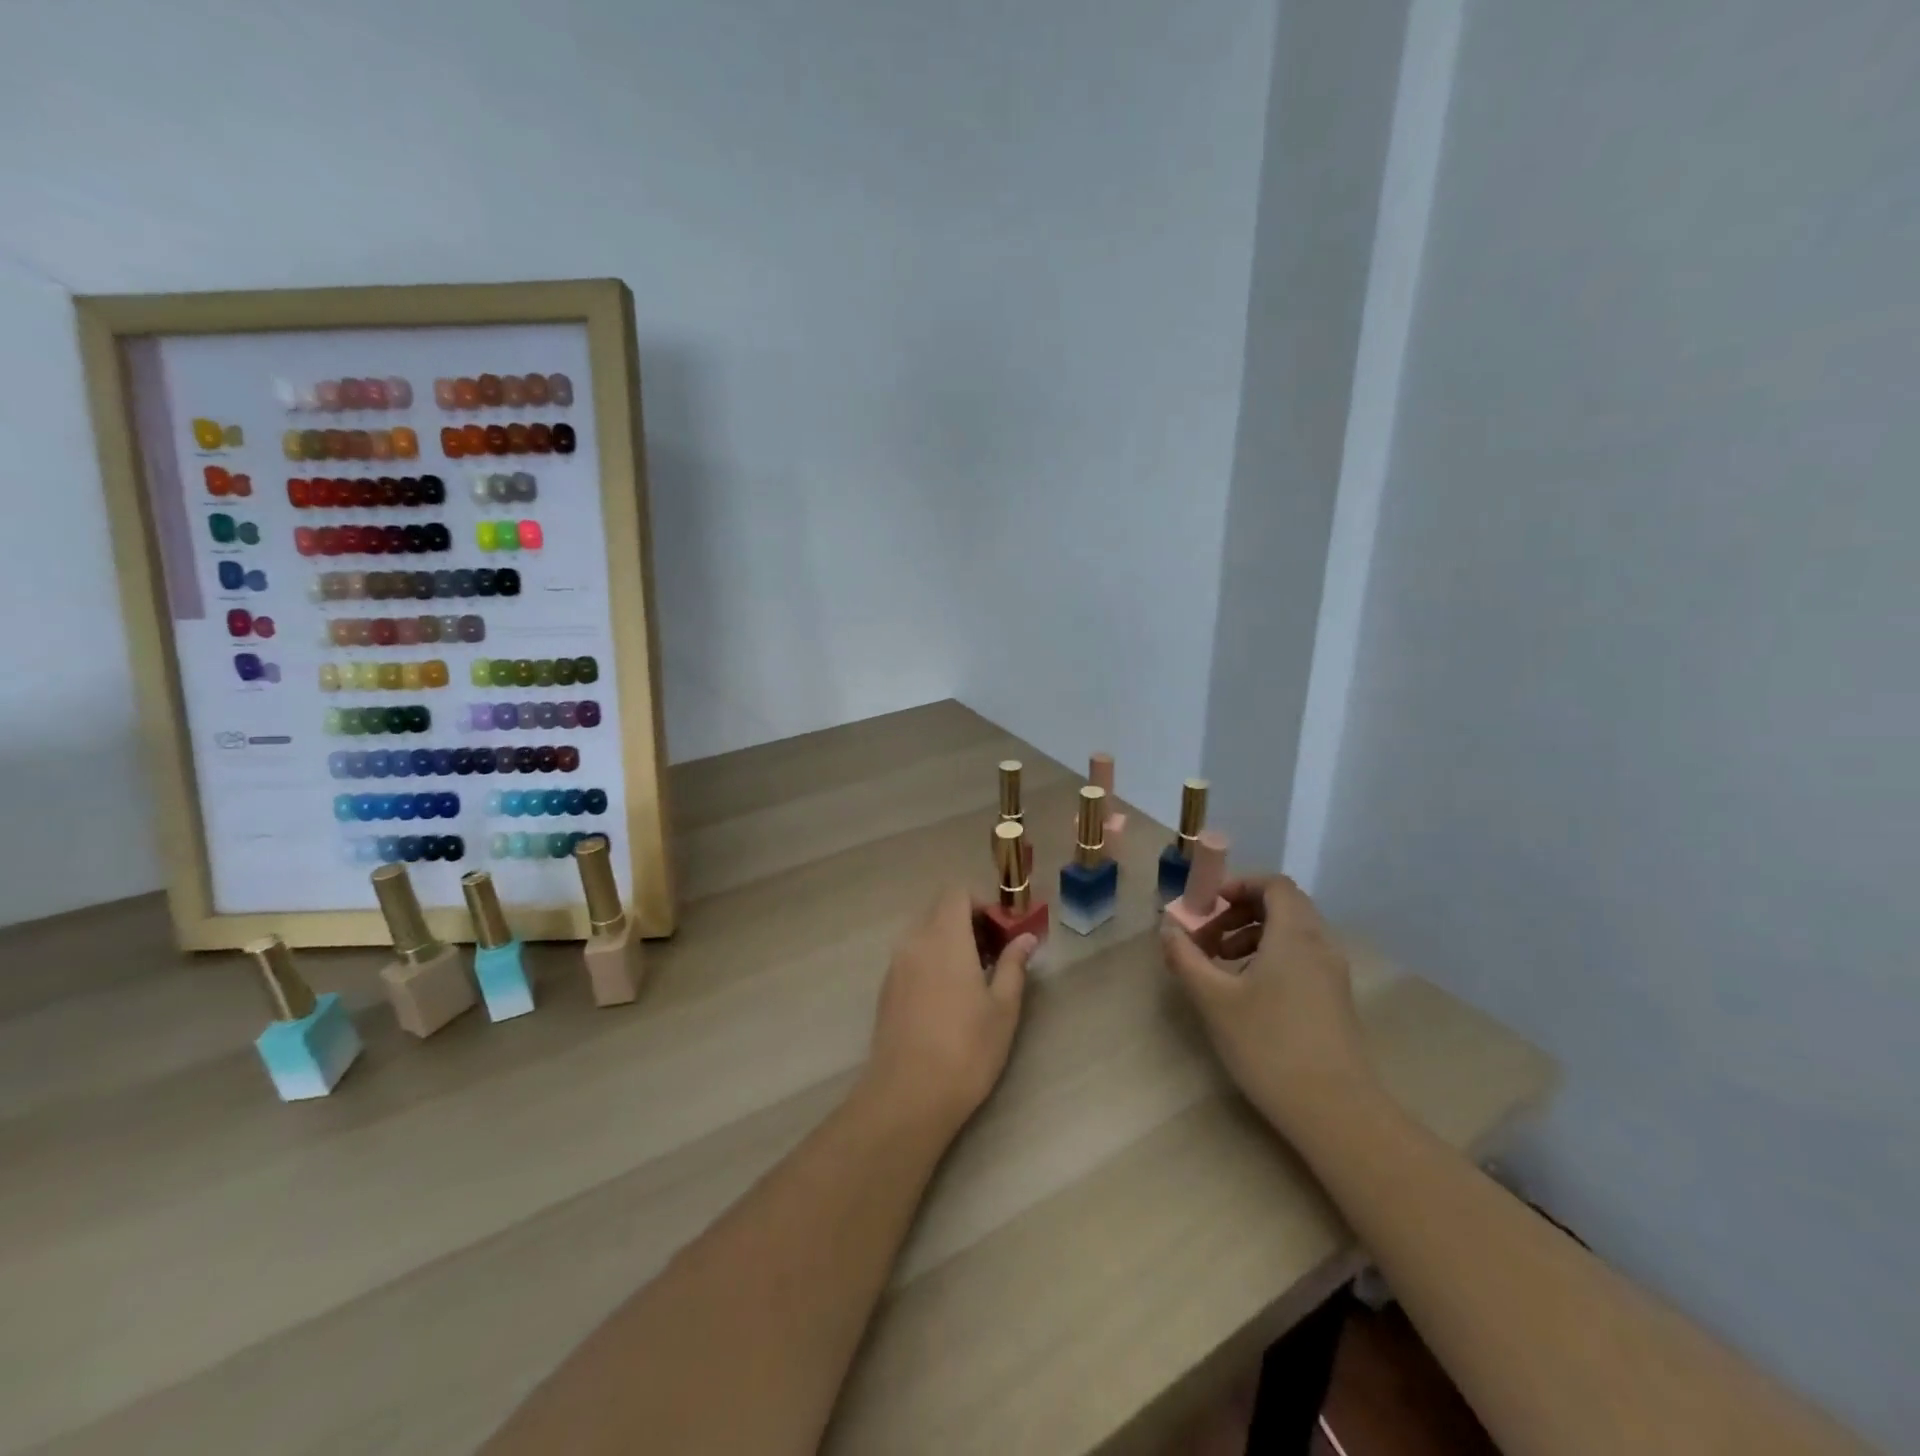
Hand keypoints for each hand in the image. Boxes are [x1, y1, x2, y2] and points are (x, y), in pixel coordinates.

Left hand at [864, 886, 1034, 1139]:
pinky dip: (931, 962)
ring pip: (924, 935)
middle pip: (939, 911)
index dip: (981, 904)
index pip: (956, 893)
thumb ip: (1013, 966)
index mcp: (944, 937)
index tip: (1001, 932)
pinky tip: (948, 999)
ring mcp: (895, 966)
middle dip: (967, 923)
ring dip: (949, 943)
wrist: (908, 1095)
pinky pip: (911, 958)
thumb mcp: (1003, 1008)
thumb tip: (1026, 939)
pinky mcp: (886, 990)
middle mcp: (914, 942)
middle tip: (993, 956)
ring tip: (973, 980)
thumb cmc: (966, 1048)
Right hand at [1161, 875, 1375, 1140]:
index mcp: (1295, 934)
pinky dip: (1271, 957)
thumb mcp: (1214, 999)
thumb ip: (1186, 958)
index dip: (1238, 885)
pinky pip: (1301, 957)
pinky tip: (1247, 991)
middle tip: (1208, 936)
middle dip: (1240, 911)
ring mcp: (1332, 973)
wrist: (1336, 1111)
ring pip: (1292, 933)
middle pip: (1283, 905)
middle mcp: (1320, 944)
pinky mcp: (1335, 999)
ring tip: (1221, 963)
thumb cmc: (1269, 1045)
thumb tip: (1168, 929)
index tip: (1206, 906)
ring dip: (1253, 935)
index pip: (1273, 885)